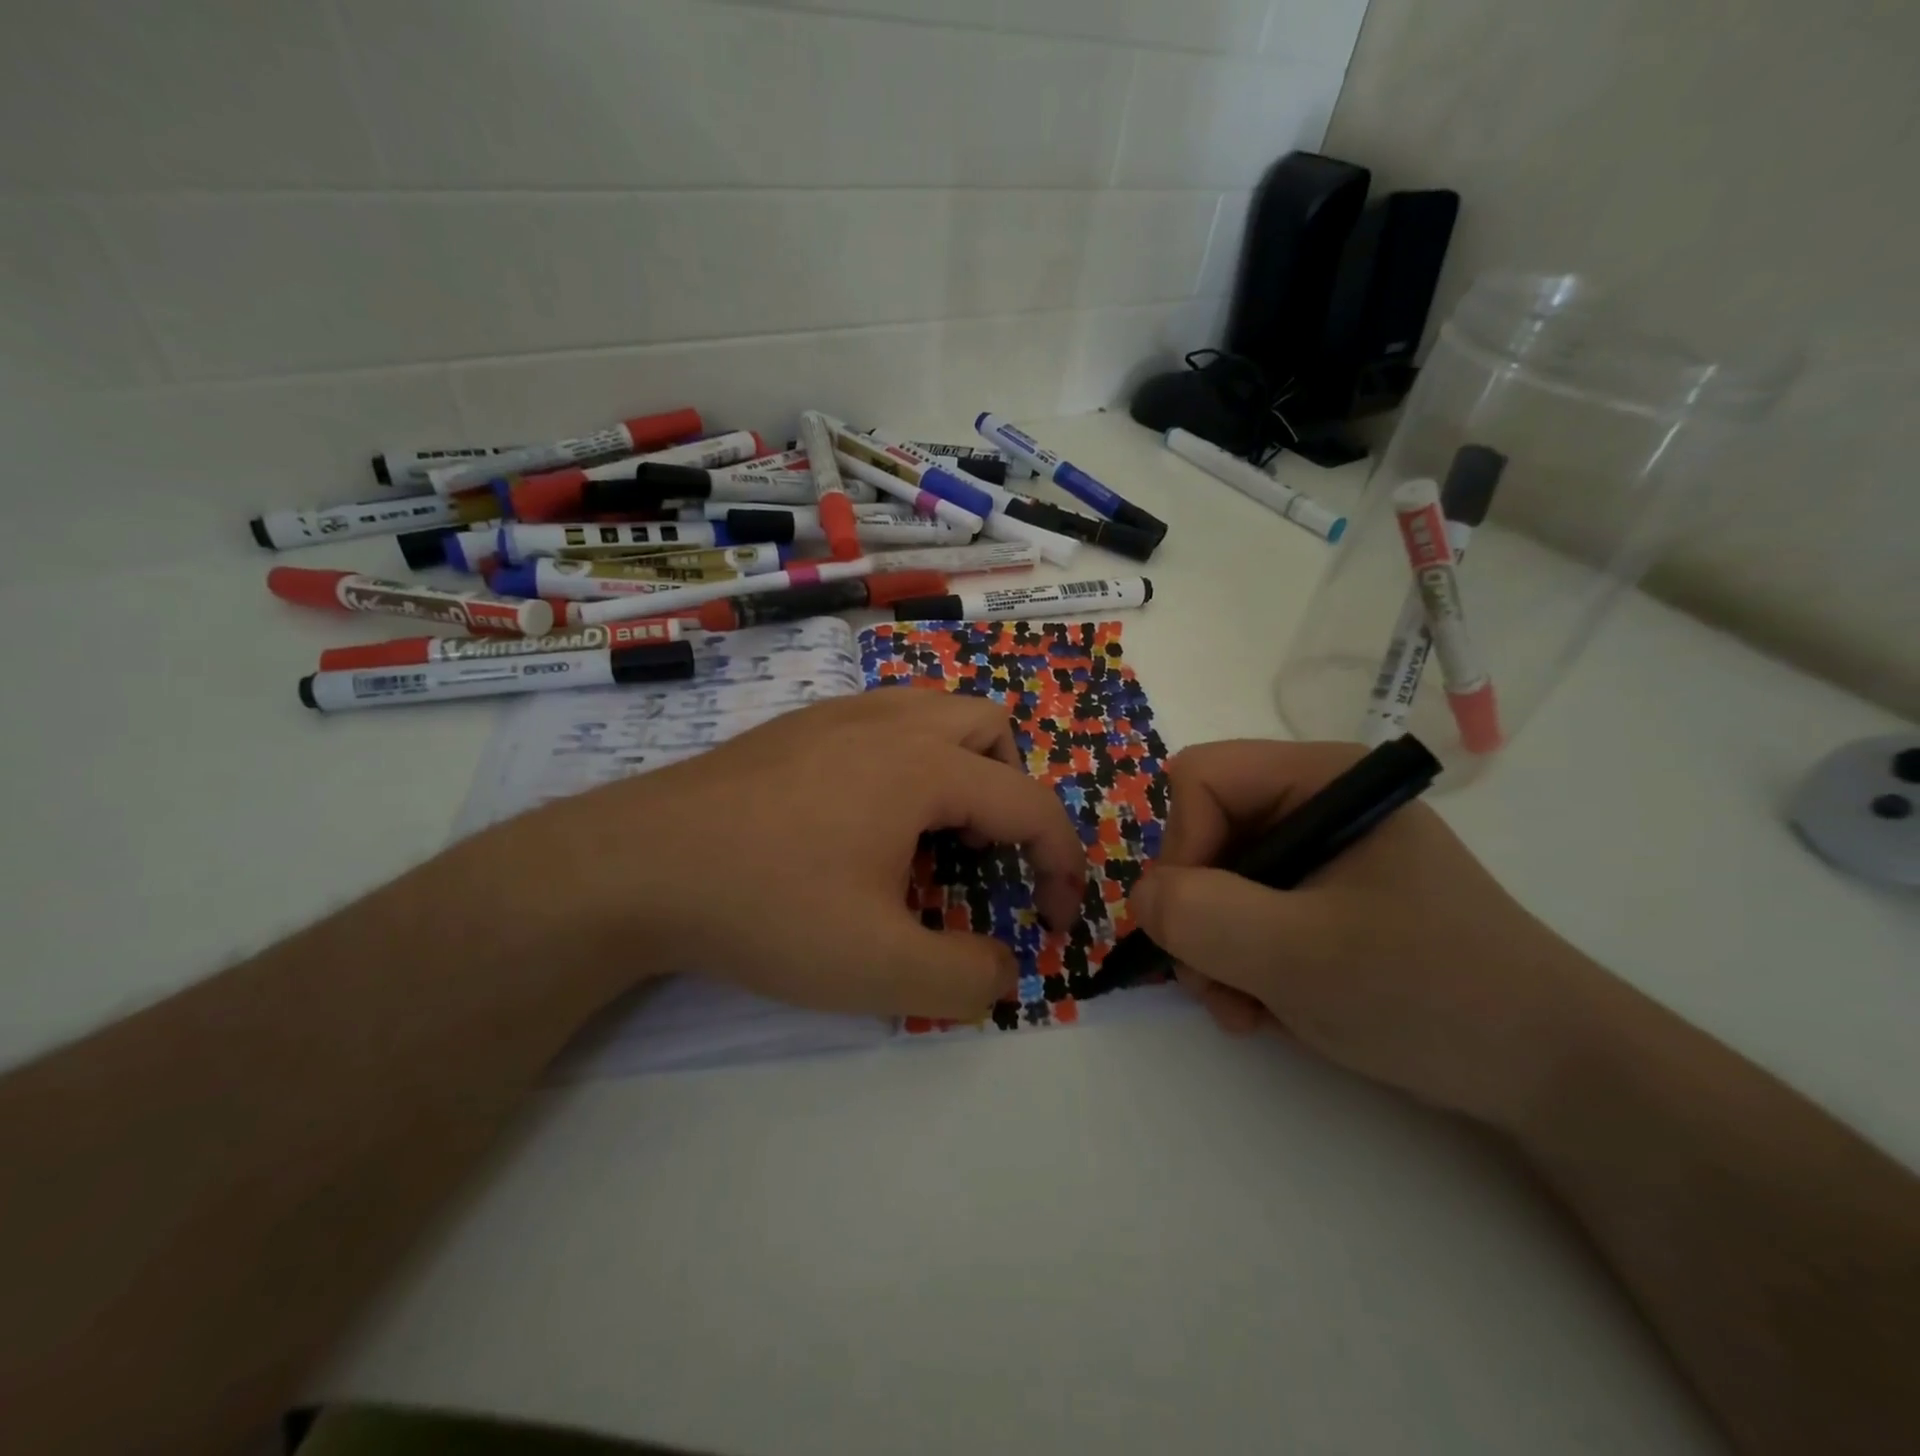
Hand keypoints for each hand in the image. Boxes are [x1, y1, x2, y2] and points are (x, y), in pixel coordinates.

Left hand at [505, 690, 1087, 1020]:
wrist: (633, 867)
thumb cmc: (767, 909)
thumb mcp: (879, 969)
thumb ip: (966, 979)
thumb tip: (1002, 971)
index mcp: (924, 765)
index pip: (1030, 802)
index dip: (1062, 863)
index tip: (1055, 919)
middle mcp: (889, 722)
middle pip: (991, 729)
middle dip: (1011, 792)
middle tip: (984, 857)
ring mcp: (836, 715)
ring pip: (935, 712)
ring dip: (960, 767)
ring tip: (930, 833)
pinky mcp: (795, 727)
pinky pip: (883, 722)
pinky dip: (907, 760)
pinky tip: (862, 818)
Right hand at [1129, 740, 1605, 1128]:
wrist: (1553, 1075)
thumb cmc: (1432, 994)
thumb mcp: (1301, 955)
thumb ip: (1203, 915)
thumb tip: (1142, 897)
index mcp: (1322, 779)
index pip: (1201, 779)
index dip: (1181, 848)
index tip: (1196, 925)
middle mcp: (1315, 805)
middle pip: (1203, 833)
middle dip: (1196, 914)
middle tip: (1213, 983)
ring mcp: (1320, 857)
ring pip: (1216, 882)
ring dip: (1212, 950)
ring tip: (1243, 1010)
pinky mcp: (1324, 902)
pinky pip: (1246, 915)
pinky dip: (1238, 964)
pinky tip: (1263, 1010)